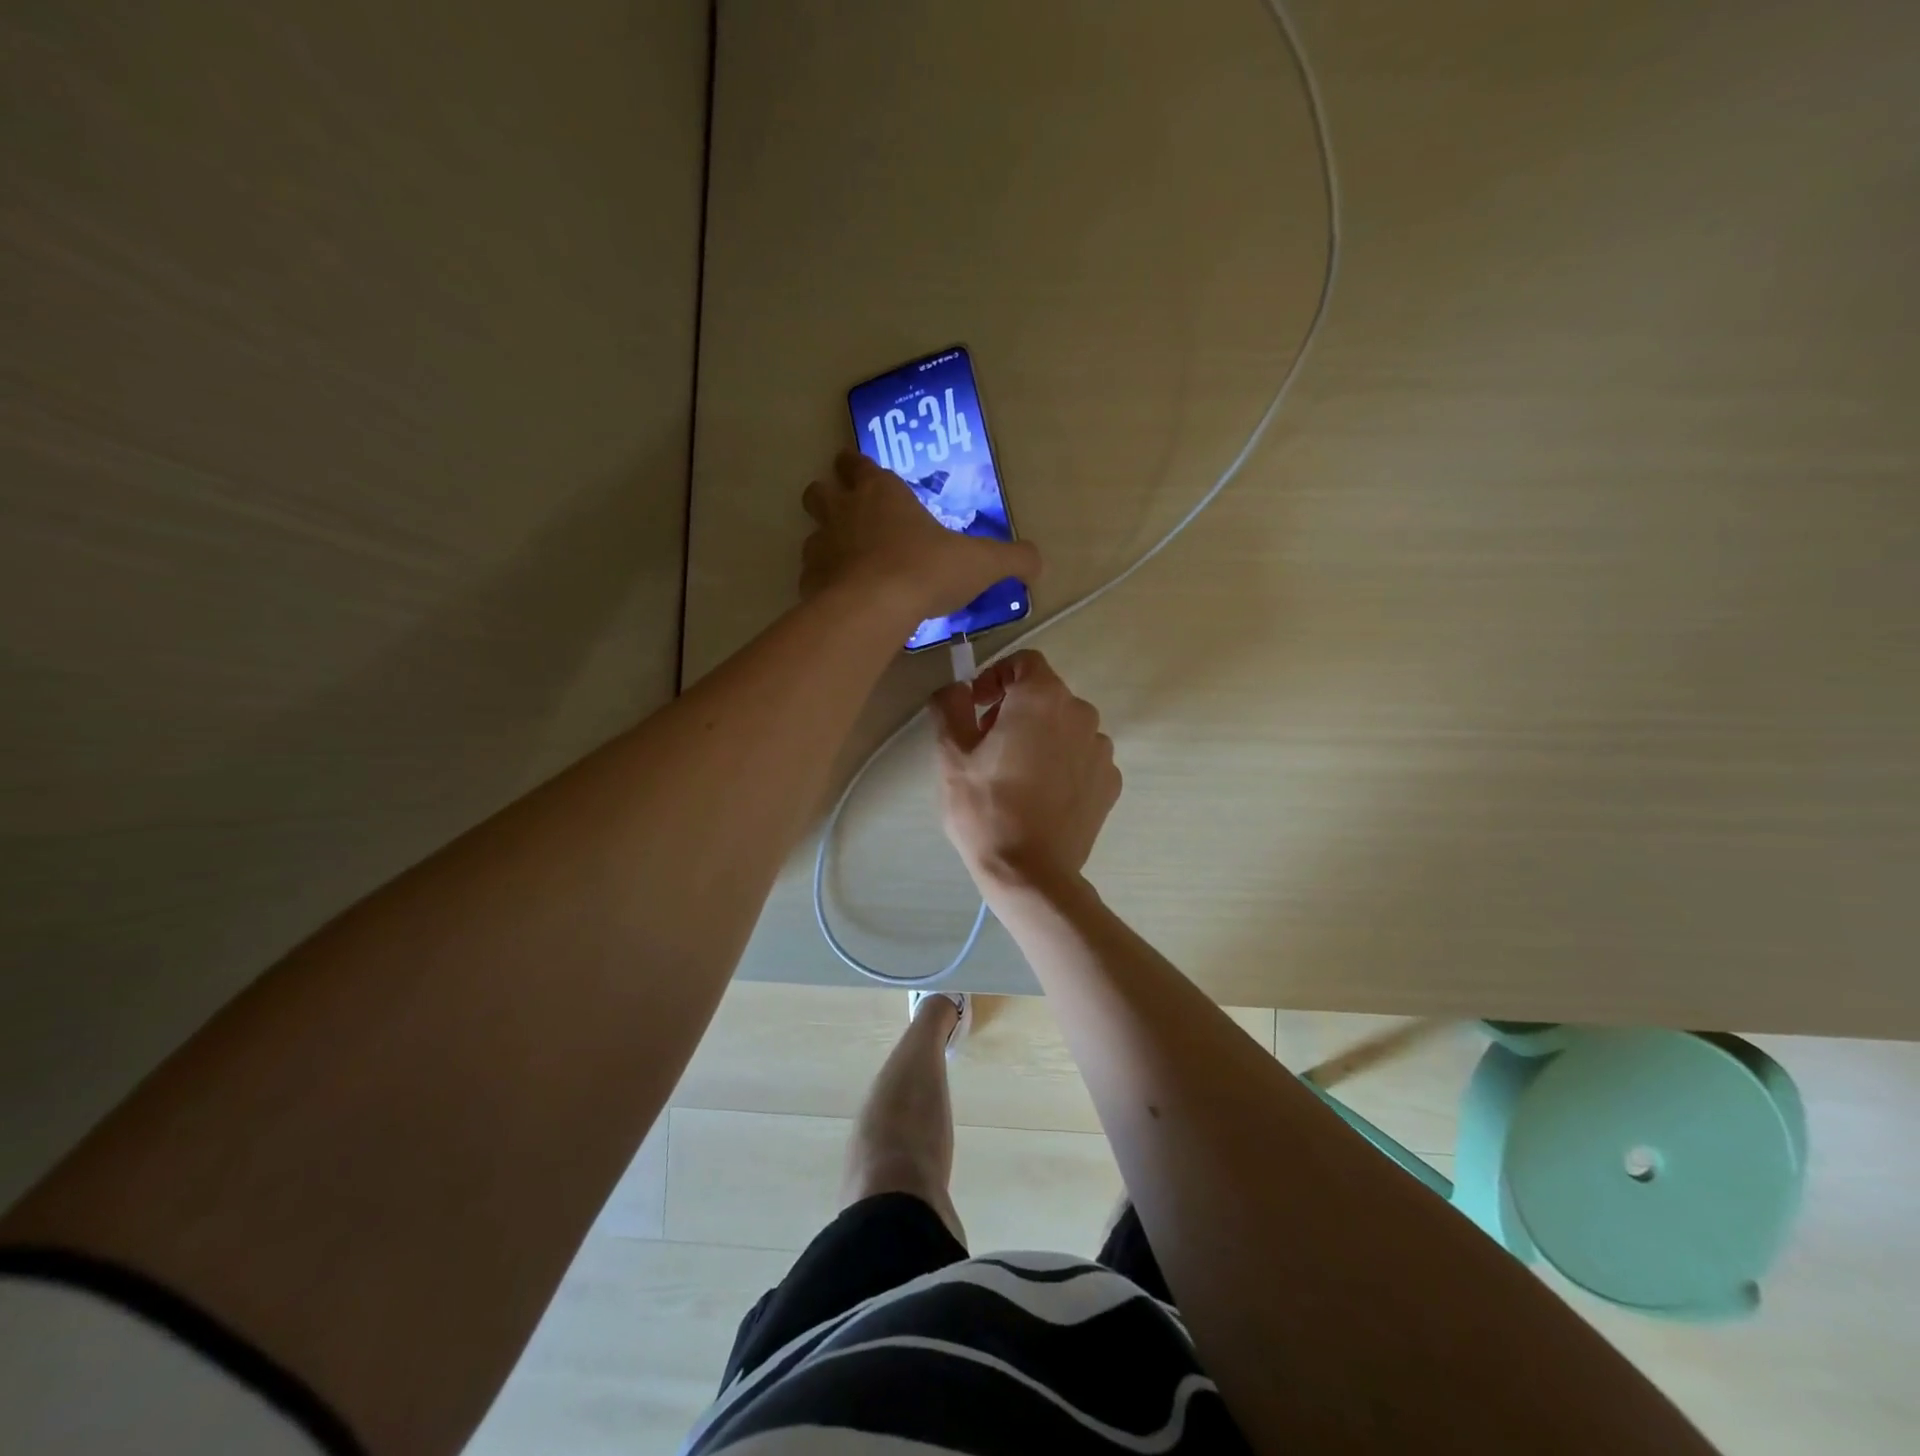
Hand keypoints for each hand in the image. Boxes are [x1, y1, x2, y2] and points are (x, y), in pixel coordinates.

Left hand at [801, 450, 1039, 623]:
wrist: (874, 609)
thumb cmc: (926, 570)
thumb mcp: (981, 563)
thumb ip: (1012, 559)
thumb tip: (1038, 562)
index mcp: (880, 493)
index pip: (858, 464)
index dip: (857, 467)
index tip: (861, 473)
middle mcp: (843, 511)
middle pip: (820, 490)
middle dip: (829, 495)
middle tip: (849, 514)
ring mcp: (820, 546)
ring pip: (811, 532)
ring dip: (825, 542)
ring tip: (848, 563)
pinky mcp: (808, 582)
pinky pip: (811, 575)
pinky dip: (823, 582)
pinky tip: (842, 598)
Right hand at [931, 650, 1120, 893]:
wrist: (1031, 872)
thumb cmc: (986, 807)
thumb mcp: (952, 754)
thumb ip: (950, 705)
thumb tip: (955, 688)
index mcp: (1042, 698)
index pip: (1024, 662)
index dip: (996, 677)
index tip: (976, 706)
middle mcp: (1081, 713)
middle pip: (1046, 695)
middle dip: (1015, 709)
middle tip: (987, 744)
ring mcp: (1101, 749)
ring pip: (1065, 727)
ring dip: (1041, 736)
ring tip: (1015, 774)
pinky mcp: (1110, 782)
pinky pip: (1082, 758)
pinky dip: (1063, 763)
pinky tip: (1041, 795)